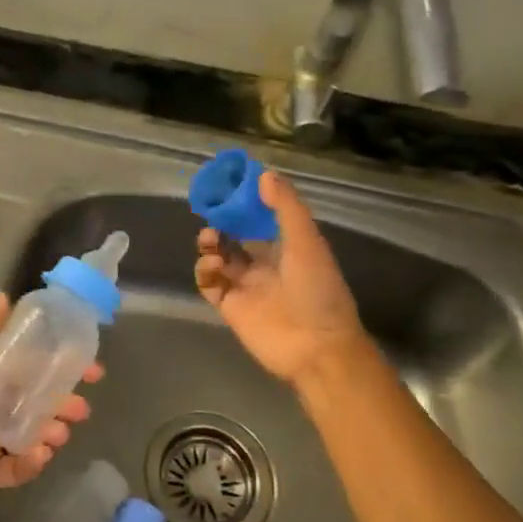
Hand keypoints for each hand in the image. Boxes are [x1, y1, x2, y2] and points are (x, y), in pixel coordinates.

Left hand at [0, 293, 102, 521]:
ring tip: (59, 433)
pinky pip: (18, 468)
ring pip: (33, 434)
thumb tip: (5, 298)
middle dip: (63, 402)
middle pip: (37, 402)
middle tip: (80, 407)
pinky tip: (39, 455)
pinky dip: (32, 462)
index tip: (88, 366)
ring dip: (52, 431)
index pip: (28, 366)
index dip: (58, 364)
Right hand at [195, 168, 366, 383]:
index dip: (244, 204)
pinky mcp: (230, 307)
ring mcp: (246, 286)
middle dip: (221, 224)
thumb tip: (264, 174)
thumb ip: (285, 208)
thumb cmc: (317, 290)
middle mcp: (265, 264)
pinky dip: (205, 271)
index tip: (229, 188)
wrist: (315, 347)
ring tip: (211, 241)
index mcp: (288, 248)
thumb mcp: (306, 242)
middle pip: (235, 237)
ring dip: (211, 245)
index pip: (261, 219)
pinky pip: (209, 283)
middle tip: (212, 214)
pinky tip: (213, 266)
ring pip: (219, 258)